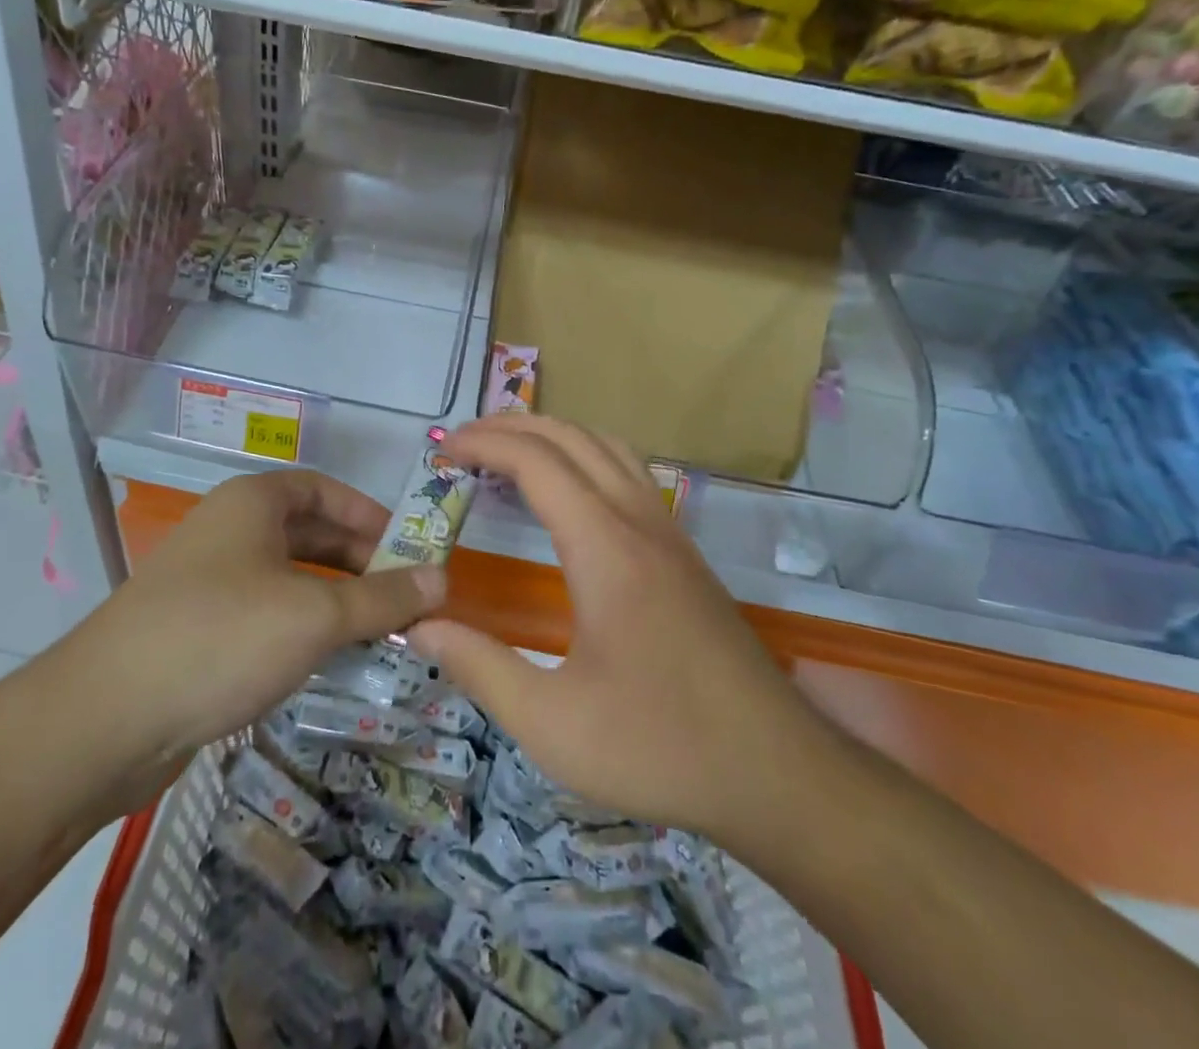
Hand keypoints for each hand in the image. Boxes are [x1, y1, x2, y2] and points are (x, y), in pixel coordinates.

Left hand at [81, 470, 445, 767]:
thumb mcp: (315, 614)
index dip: (371, 515)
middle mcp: (230, 531)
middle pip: (310, 534)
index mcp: (253, 504)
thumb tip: (443, 580)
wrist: (105, 718)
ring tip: (380, 633)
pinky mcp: (198, 630)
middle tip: (406, 598)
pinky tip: (328, 661)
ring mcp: (209, 582)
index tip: (410, 549)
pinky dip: (303, 629)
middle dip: (360, 563)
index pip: (325, 491)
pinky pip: (266, 615)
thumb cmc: (222, 637)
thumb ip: (383, 598)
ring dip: (336, 601)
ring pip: (289, 579)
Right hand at [408, 415, 837, 855]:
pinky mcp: (684, 552)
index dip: (483, 444)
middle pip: (571, 437)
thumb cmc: (660, 747)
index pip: (536, 462)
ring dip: (552, 435)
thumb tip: (419, 624)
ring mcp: (669, 532)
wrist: (779, 773)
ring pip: (606, 446)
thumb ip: (479, 667)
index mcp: (604, 547)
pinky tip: (568, 493)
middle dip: (511, 426)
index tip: (442, 452)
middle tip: (462, 443)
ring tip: (508, 453)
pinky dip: (584, 456)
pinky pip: (629, 472)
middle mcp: (639, 521)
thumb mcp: (551, 723)